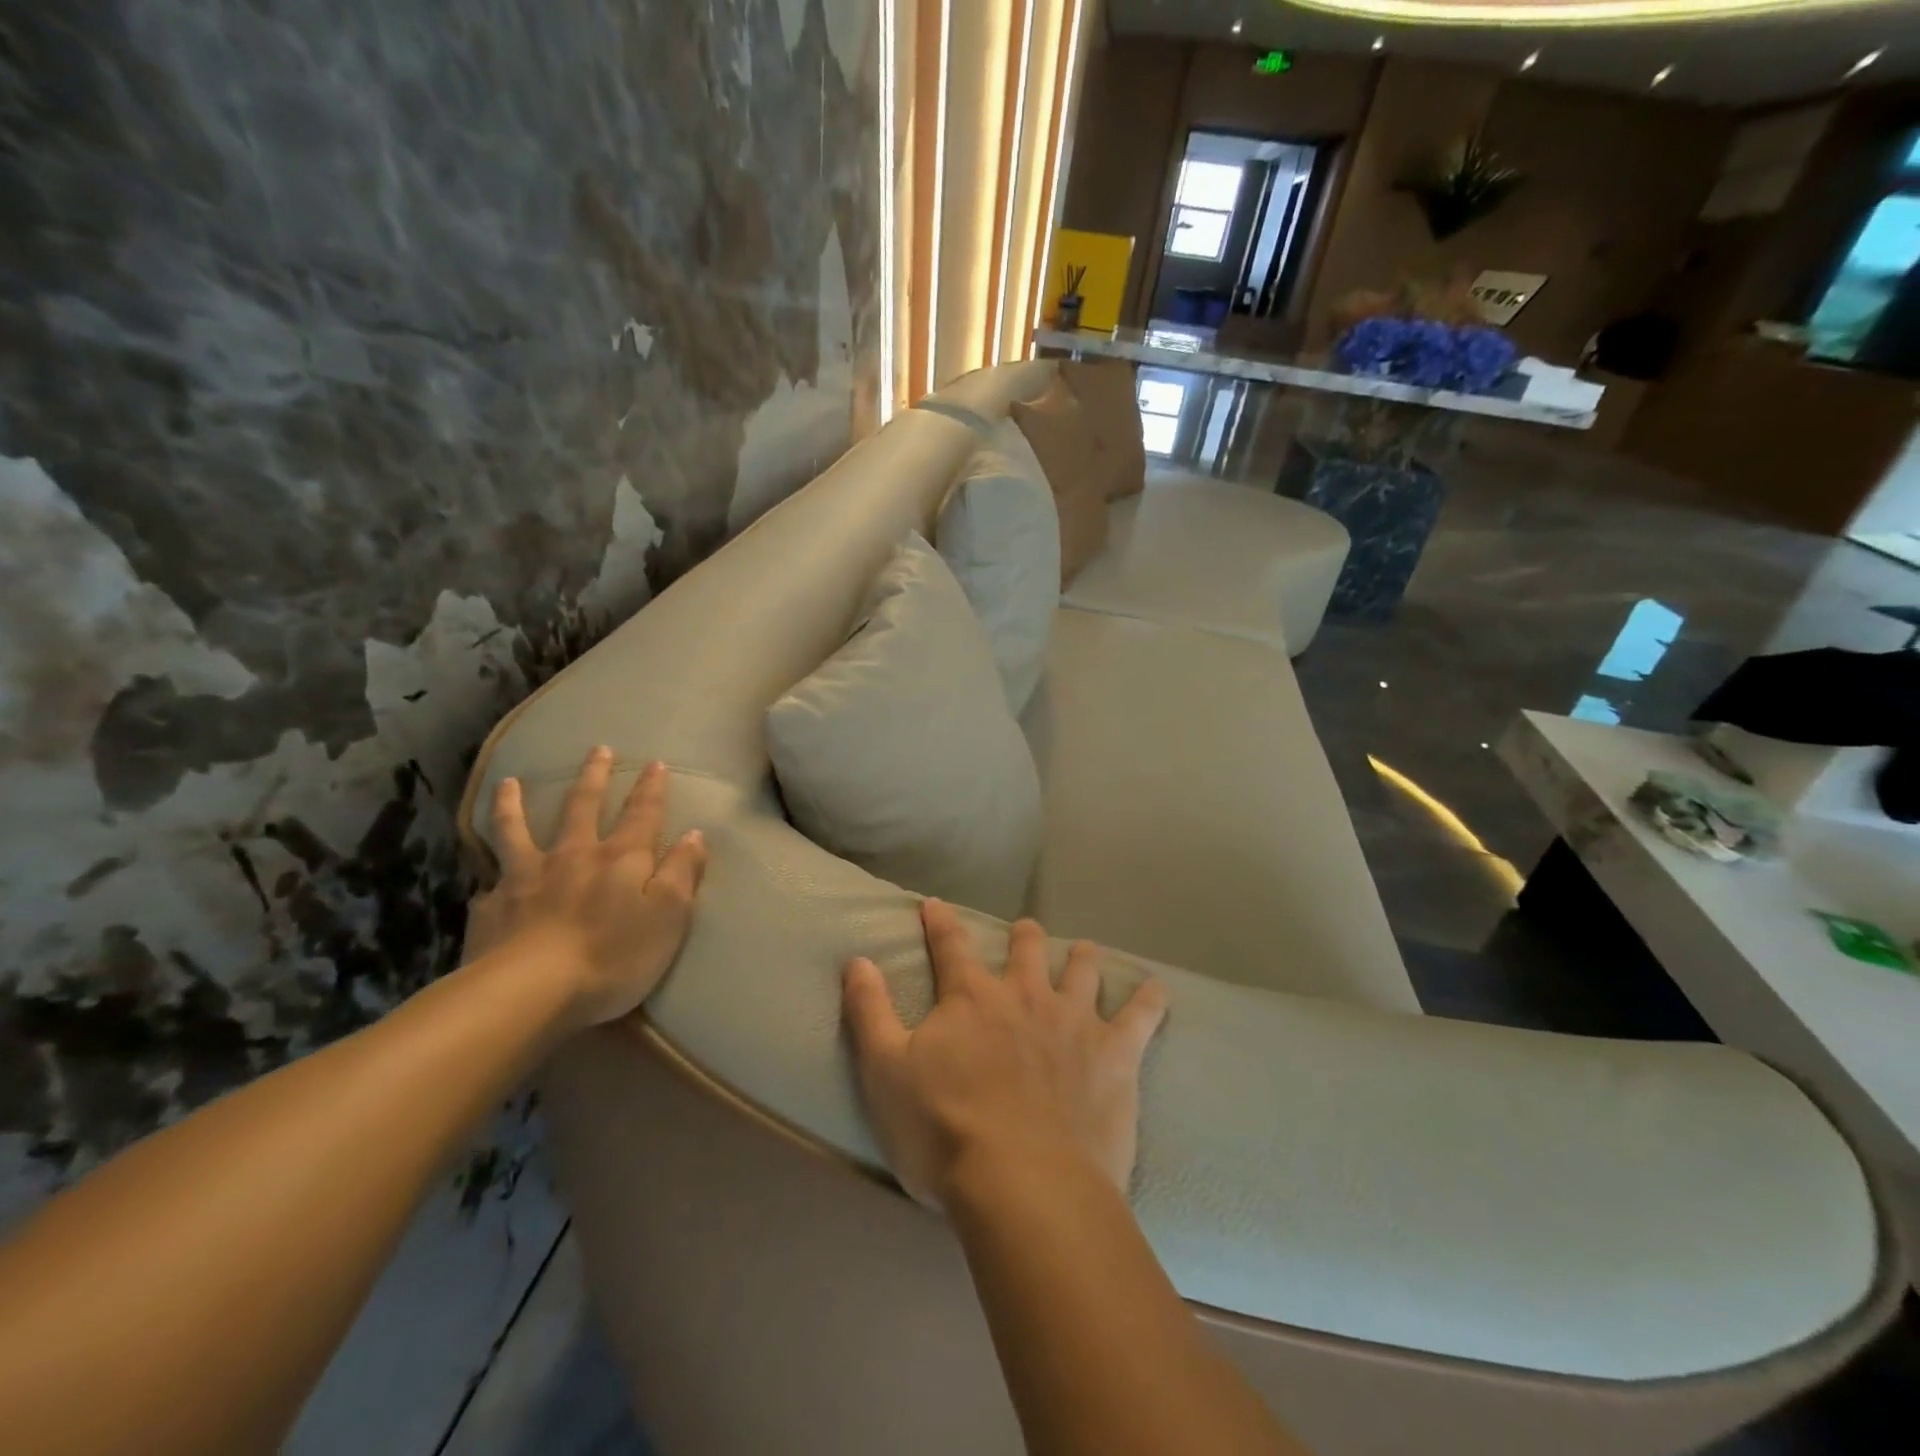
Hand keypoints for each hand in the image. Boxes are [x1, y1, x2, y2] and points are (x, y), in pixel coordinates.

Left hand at [474, 747, 707, 1028]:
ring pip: (518, 829)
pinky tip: (483, 873)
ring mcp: (526, 876)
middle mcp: (574, 855)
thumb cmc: (613, 956)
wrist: (529, 992)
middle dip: (594, 776)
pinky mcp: (492, 905)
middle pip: (583, 806)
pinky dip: (486, 869)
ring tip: (510, 782)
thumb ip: (682, 872)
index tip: (655, 763)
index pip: (642, 813)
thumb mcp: (669, 916)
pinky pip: (488, 879)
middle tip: (598, 750)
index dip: (651, 788)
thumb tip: (694, 835)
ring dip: (516, 803)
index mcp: (621, 858)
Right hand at [842, 900, 1167, 1208]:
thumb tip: (856, 959)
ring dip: (1081, 958)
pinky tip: (1157, 990)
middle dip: (1023, 935)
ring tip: (1083, 952)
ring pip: (1082, 970)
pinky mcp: (1115, 1055)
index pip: (950, 945)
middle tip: (1024, 930)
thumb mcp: (884, 1071)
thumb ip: (870, 1011)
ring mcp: (1075, 1022)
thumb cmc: (944, 1130)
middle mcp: (1025, 996)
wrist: (1024, 1184)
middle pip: (1026, 948)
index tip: (934, 903)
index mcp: (971, 998)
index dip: (940, 922)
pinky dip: (1150, 1000)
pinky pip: (1141, 1017)